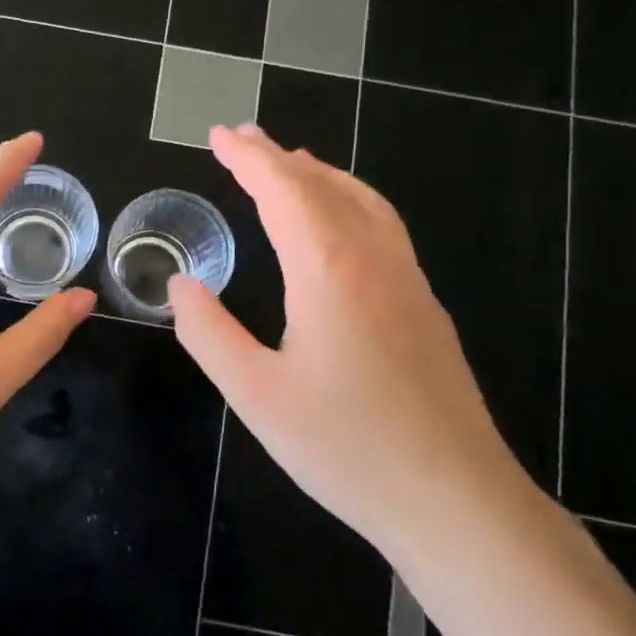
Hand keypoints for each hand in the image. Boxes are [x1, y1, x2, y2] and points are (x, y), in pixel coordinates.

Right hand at [167, 124, 529, 546]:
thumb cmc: (346, 447)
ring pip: (364, 203)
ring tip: (291, 165)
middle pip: (325, 187)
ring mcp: (409, 283)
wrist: (454, 499)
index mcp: (329, 271)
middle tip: (242, 139)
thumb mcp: (255, 394)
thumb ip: (209, 333)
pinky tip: (341, 225)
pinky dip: (350, 202)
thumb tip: (180, 284)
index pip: (285, 191)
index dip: (249, 159)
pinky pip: (383, 229)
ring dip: (321, 175)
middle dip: (279, 157)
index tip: (219, 135)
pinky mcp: (425, 309)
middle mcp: (374, 261)